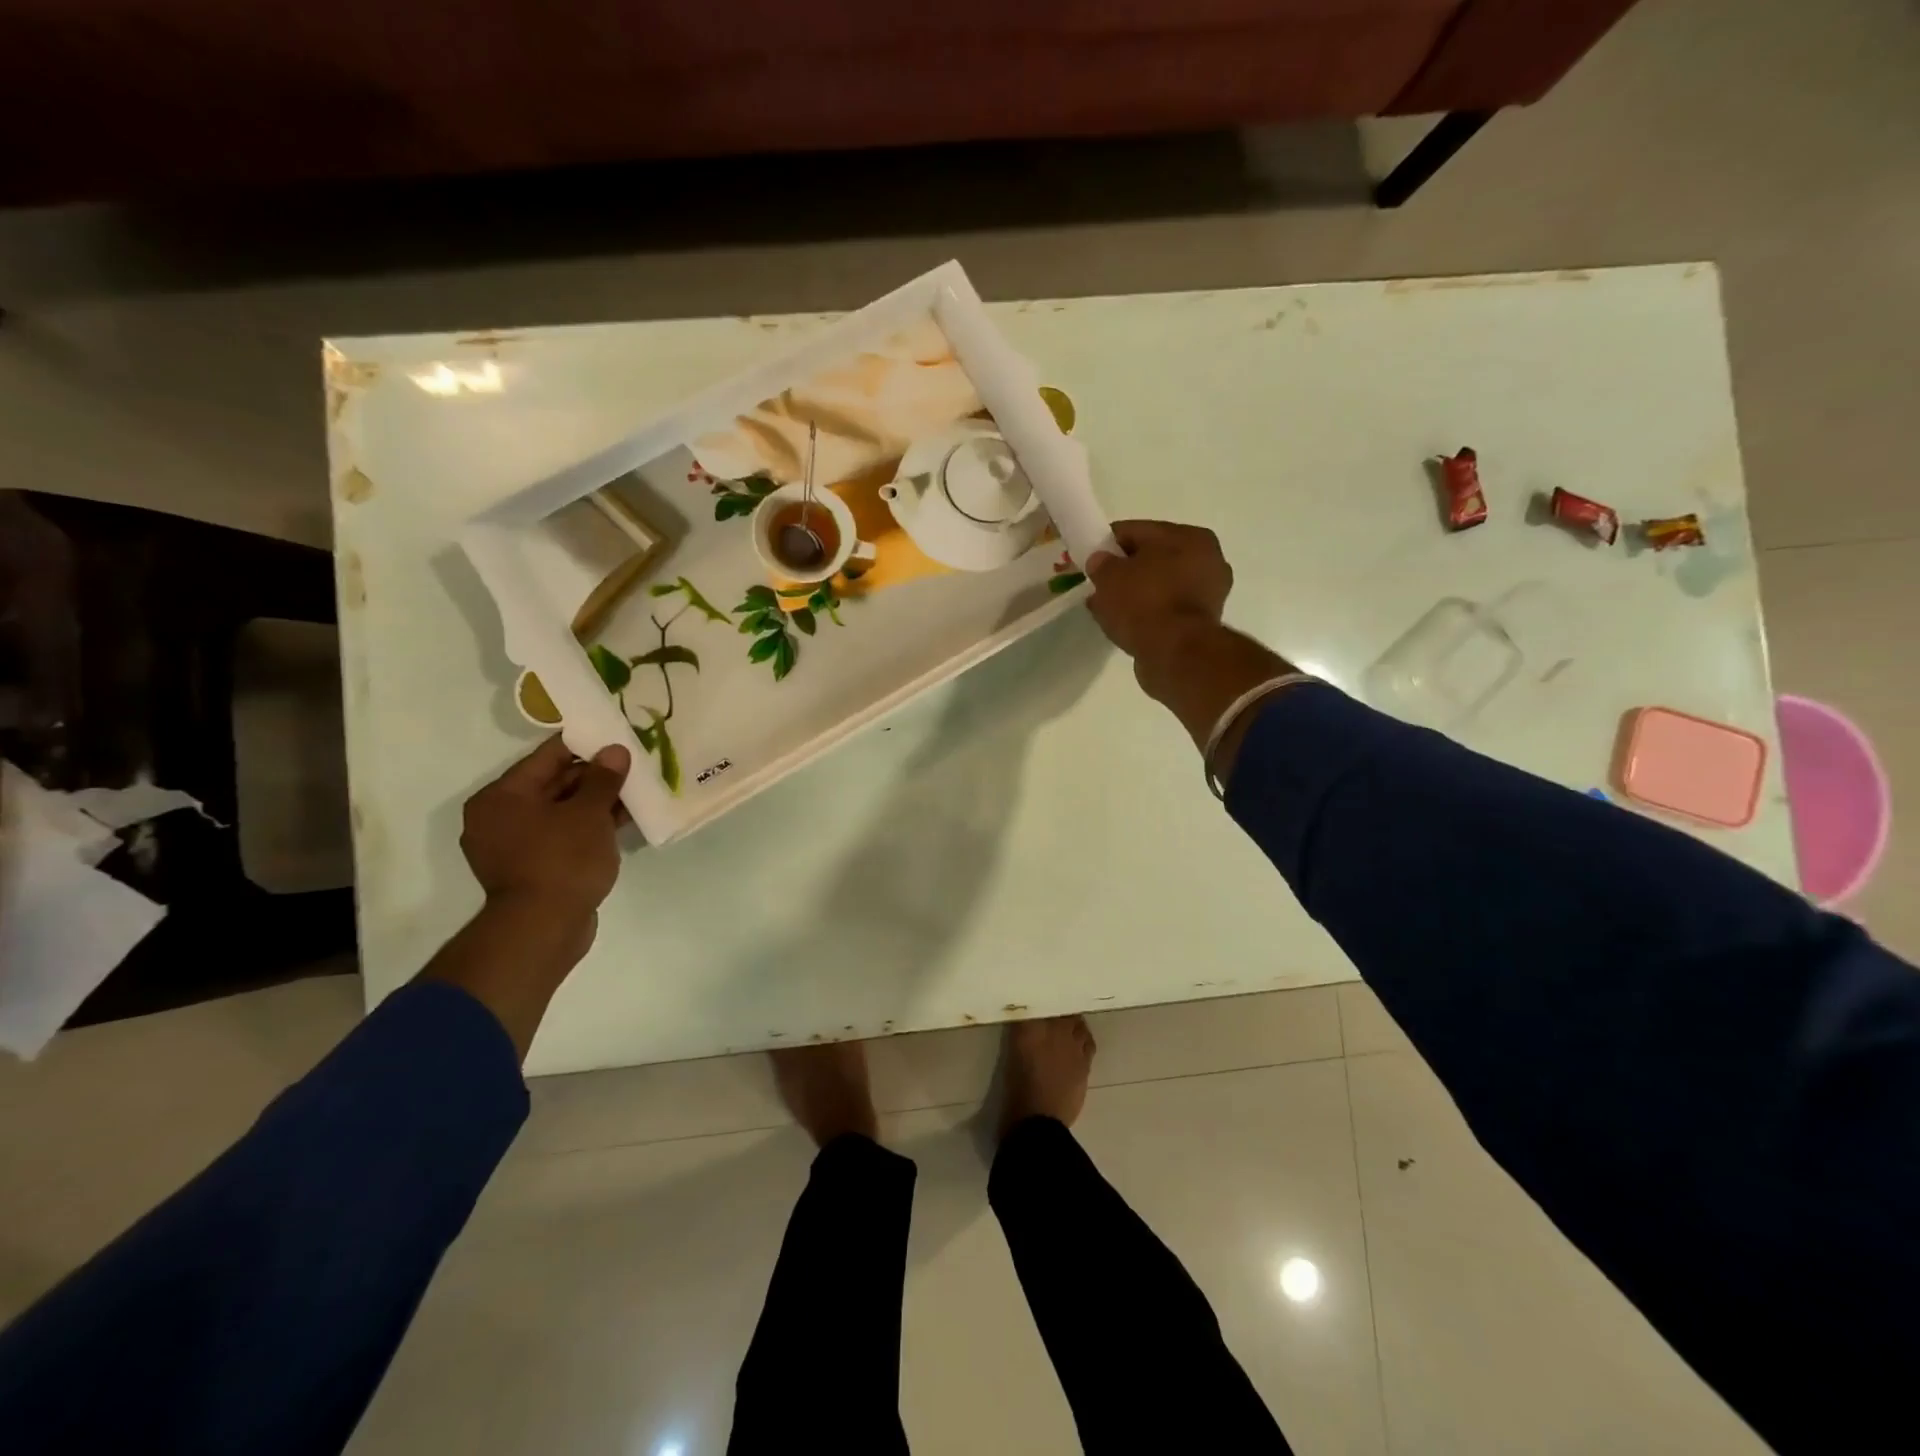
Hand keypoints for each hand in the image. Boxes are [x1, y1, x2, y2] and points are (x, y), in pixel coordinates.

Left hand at [460, 737, 629, 925]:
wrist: (543, 928)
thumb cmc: (562, 860)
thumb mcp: (589, 813)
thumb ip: (603, 778)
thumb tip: (615, 750)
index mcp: (502, 796)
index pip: (547, 756)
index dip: (586, 744)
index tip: (617, 738)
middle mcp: (499, 817)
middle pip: (553, 783)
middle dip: (594, 775)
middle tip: (633, 766)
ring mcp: (513, 845)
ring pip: (560, 811)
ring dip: (595, 802)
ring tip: (635, 791)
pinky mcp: (531, 868)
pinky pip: (561, 835)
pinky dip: (587, 827)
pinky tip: (621, 821)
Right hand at [1086, 520, 1234, 692]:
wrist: (1175, 654)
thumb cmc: (1144, 603)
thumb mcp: (1109, 576)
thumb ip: (1101, 563)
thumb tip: (1101, 562)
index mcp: (1190, 536)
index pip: (1137, 531)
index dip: (1108, 543)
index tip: (1089, 559)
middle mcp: (1208, 559)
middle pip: (1152, 558)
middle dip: (1124, 571)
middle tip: (1099, 586)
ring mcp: (1209, 593)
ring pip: (1160, 586)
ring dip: (1135, 595)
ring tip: (1108, 609)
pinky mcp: (1203, 623)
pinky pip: (1166, 610)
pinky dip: (1147, 614)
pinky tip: (1126, 625)